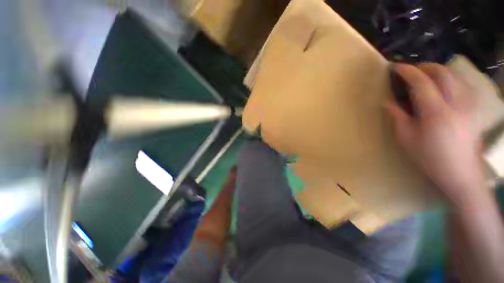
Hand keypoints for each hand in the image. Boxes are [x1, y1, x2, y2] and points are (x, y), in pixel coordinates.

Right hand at [387, 63, 482, 204]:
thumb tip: (387, 102)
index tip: (395, 67)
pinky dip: (449, 79)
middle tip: (410, 72)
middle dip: (424, 67)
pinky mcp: (475, 107)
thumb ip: (397, 117)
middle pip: (442, 72)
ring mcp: (469, 104)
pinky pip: (462, 83)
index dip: (407, 71)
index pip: (421, 82)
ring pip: (454, 75)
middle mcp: (457, 103)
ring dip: (437, 71)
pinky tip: (442, 86)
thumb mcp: (406, 139)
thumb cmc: (429, 157)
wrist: (461, 173)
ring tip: (424, 78)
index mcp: (436, 113)